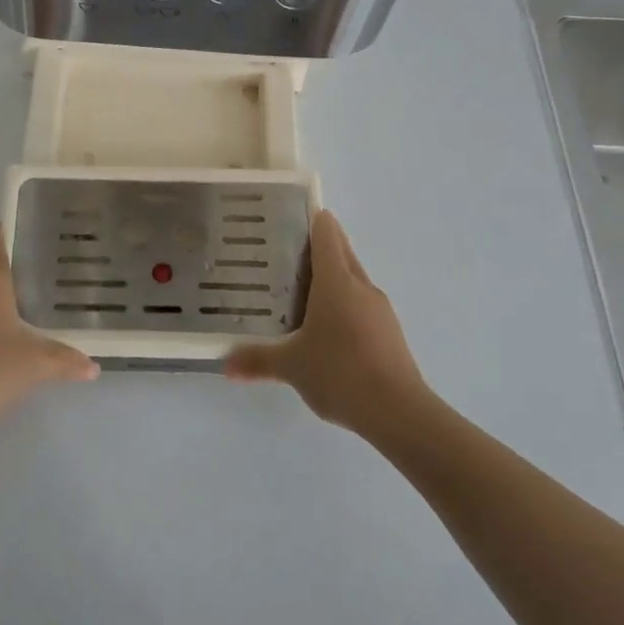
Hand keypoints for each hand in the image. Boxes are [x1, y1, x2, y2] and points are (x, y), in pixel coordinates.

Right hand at [225, 210, 430, 439]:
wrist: (398, 411)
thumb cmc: (339, 373)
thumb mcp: (291, 366)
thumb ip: (257, 360)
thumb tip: (225, 364)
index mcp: (337, 283)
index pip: (327, 236)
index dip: (315, 220)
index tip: (299, 212)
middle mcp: (361, 288)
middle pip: (343, 253)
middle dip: (322, 246)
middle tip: (290, 249)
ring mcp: (380, 310)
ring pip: (354, 281)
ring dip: (334, 278)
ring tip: (304, 288)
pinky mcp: (390, 333)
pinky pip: (363, 305)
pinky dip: (345, 304)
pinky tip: (328, 327)